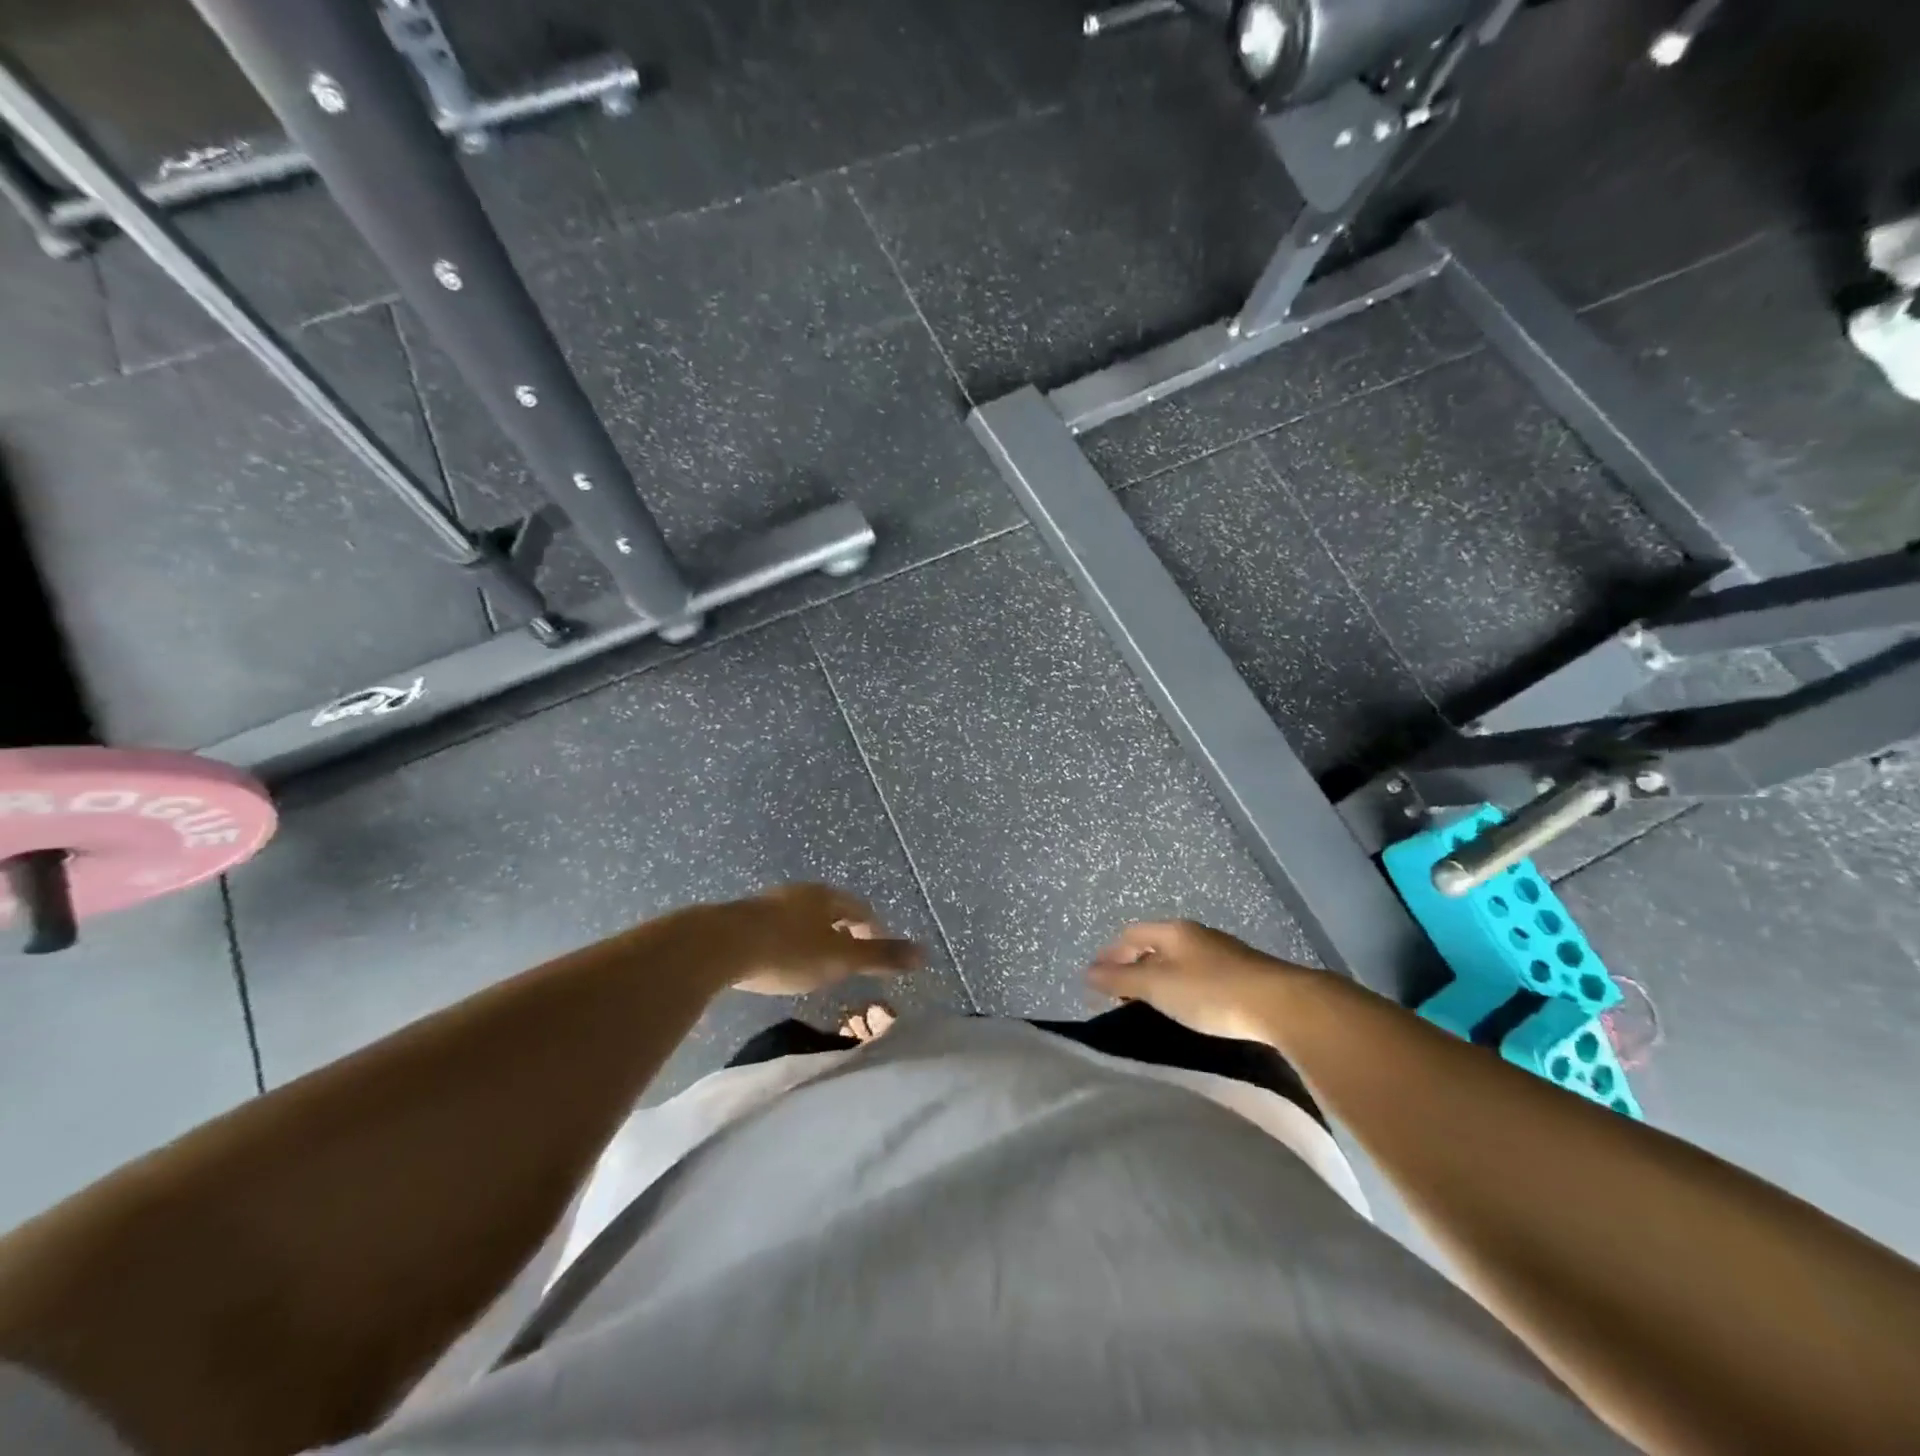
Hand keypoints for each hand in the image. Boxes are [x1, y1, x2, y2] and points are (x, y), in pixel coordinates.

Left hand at [710, 883, 922, 994]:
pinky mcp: (742, 918)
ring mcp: (768, 903)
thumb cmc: (788, 951)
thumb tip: (925, 953)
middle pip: (830, 909)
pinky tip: (778, 960)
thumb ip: (880, 956)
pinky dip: (786, 942)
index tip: (876, 950)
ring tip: (815, 960)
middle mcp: (800, 892)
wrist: (720, 945)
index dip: (872, 929)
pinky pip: (775, 927)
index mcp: (827, 897)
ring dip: (812, 935)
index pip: (860, 908)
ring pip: (801, 917)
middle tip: (848, 956)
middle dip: (842, 931)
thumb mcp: (840, 958)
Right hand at [1087, 920, 1316, 1042]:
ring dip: (1158, 979)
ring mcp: (1222, 953)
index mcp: (1173, 931)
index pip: (1131, 934)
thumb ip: (1120, 980)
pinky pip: (1199, 976)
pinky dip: (1182, 989)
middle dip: (1133, 967)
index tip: (1096, 979)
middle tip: (1118, 996)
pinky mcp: (1243, 975)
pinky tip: (1185, 1009)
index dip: (1110, 954)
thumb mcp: (1158, 987)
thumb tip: (1087, 972)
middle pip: (1154, 946)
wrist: (1282, 1005)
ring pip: (1178, 961)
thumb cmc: (1210, 992)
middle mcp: (1196, 935)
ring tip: (1148, 1005)